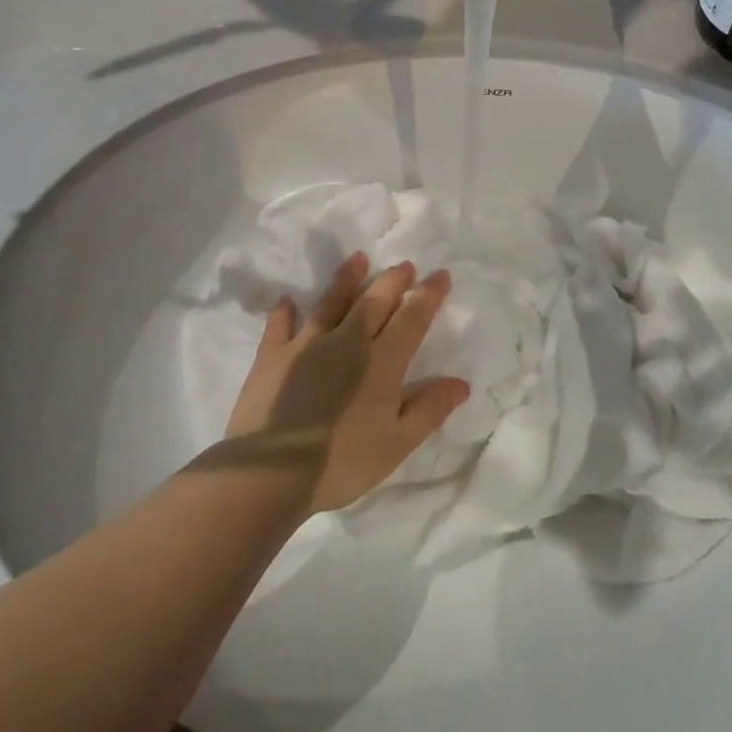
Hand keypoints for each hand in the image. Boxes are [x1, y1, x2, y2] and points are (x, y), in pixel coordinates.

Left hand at [221, 253, 469, 513]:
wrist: (270, 472)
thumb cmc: (341, 462)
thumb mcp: (397, 444)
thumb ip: (429, 410)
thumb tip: (461, 383)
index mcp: (381, 362)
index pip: (412, 318)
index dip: (428, 295)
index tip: (441, 275)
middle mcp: (347, 342)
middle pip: (374, 301)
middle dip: (392, 280)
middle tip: (404, 265)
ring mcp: (306, 345)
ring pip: (330, 302)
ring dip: (346, 279)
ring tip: (358, 258)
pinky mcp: (272, 356)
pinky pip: (279, 326)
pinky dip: (283, 312)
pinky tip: (286, 301)